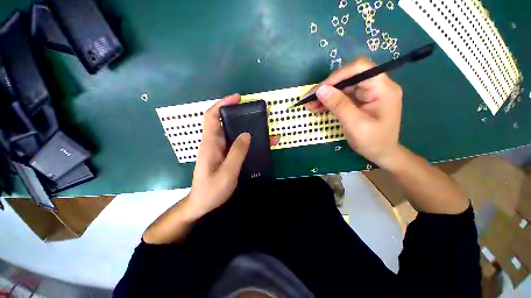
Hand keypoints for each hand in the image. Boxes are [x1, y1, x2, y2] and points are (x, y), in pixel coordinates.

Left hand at [187, 94, 250, 217]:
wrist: (202, 203)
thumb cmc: (212, 190)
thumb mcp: (227, 172)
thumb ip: (237, 153)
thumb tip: (247, 134)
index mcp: (210, 144)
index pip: (212, 117)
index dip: (222, 104)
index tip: (237, 98)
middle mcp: (213, 143)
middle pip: (223, 122)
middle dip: (237, 114)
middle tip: (254, 114)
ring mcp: (219, 149)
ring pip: (231, 132)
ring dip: (244, 128)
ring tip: (261, 127)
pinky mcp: (223, 155)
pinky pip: (235, 143)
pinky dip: (245, 140)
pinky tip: (257, 143)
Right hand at [306, 57, 402, 169]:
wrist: (382, 153)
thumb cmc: (373, 142)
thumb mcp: (355, 125)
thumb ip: (339, 106)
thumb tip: (321, 90)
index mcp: (382, 89)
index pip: (359, 68)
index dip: (337, 76)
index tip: (319, 90)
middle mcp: (376, 86)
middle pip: (348, 77)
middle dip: (327, 87)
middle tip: (309, 99)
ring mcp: (368, 93)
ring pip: (342, 87)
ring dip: (325, 95)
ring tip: (310, 105)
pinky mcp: (360, 100)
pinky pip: (342, 96)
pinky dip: (328, 101)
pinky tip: (318, 107)